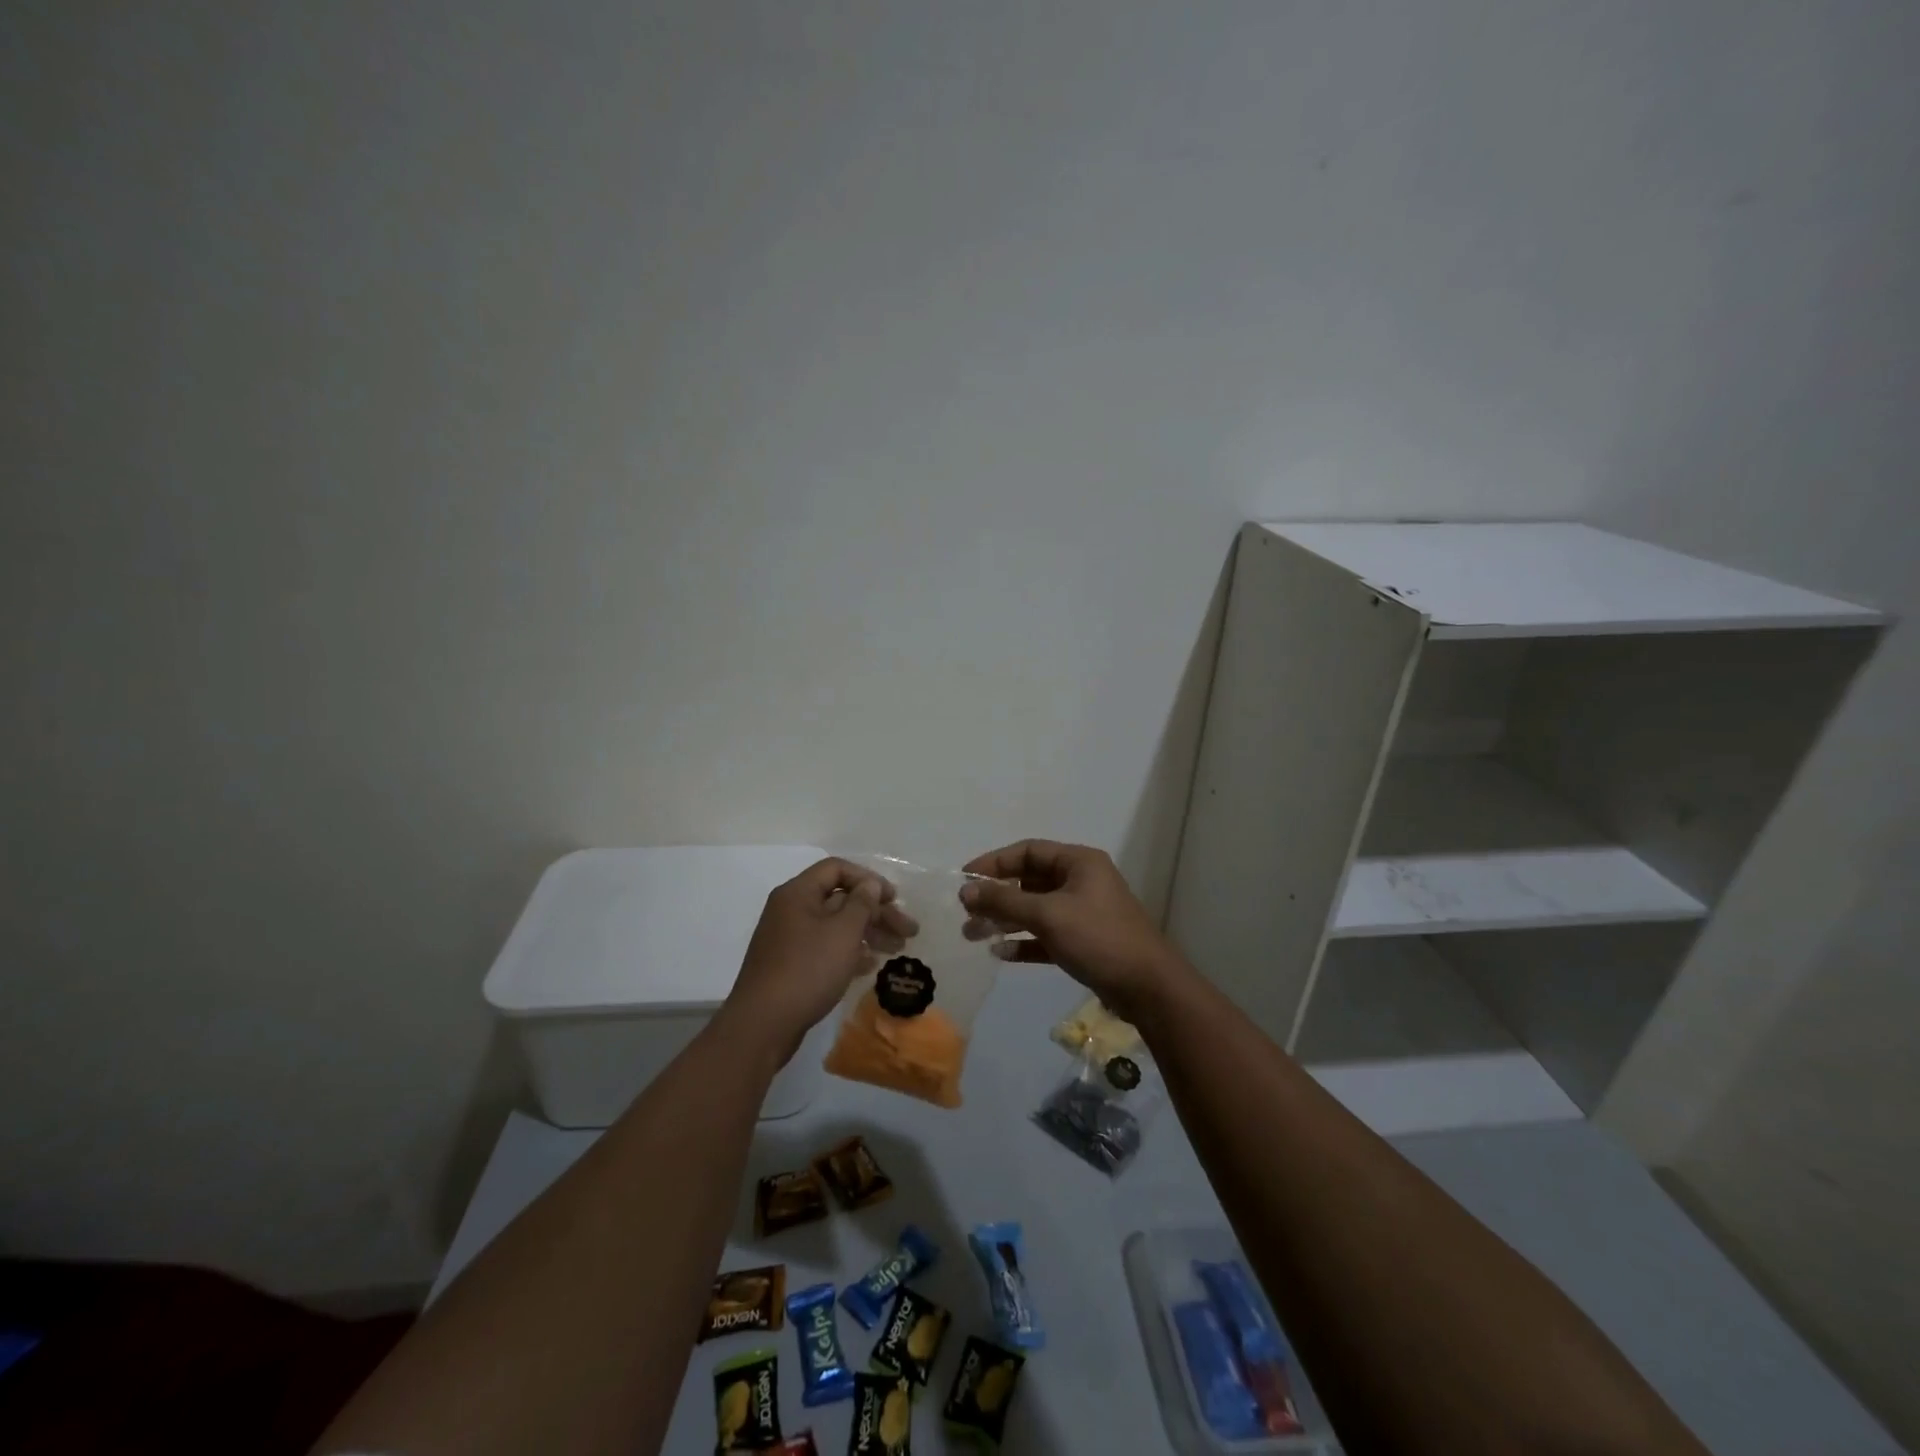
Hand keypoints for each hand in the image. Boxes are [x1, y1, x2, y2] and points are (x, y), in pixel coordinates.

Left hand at [719, 858, 918, 1066]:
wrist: (762, 1025)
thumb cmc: (807, 969)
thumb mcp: (843, 932)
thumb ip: (862, 903)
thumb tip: (870, 884)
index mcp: (798, 893)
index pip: (837, 869)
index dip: (869, 879)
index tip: (894, 899)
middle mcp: (791, 910)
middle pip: (840, 899)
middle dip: (876, 912)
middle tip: (908, 931)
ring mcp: (788, 939)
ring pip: (835, 926)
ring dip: (868, 933)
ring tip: (896, 950)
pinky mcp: (790, 966)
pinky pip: (825, 948)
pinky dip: (849, 952)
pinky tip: (870, 966)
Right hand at [959, 840, 1192, 1023]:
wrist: (1148, 988)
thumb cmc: (1098, 938)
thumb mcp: (1048, 915)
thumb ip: (1004, 901)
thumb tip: (966, 890)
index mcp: (1079, 862)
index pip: (1028, 851)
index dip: (994, 862)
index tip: (965, 877)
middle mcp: (1081, 881)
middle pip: (1029, 881)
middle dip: (996, 896)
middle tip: (966, 912)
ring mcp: (1083, 912)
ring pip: (1035, 909)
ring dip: (1005, 920)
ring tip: (973, 935)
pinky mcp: (1084, 941)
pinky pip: (1046, 935)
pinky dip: (1025, 941)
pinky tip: (1001, 953)